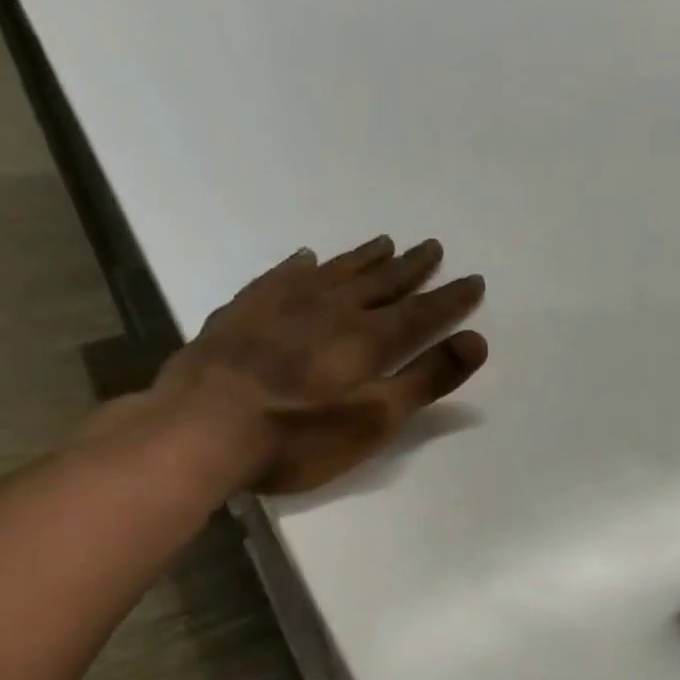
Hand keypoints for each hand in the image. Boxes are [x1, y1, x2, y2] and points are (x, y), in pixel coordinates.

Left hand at [141, 235, 488, 494]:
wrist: (203, 428)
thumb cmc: (299, 436)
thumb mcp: (375, 420)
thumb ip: (425, 380)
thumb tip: (476, 341)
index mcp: (367, 339)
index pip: (421, 313)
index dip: (450, 300)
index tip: (474, 279)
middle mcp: (331, 309)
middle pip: (380, 283)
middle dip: (410, 268)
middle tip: (432, 247)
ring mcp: (283, 305)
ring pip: (335, 272)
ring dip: (364, 259)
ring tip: (385, 243)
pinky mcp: (244, 311)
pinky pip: (282, 276)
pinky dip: (302, 266)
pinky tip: (307, 259)